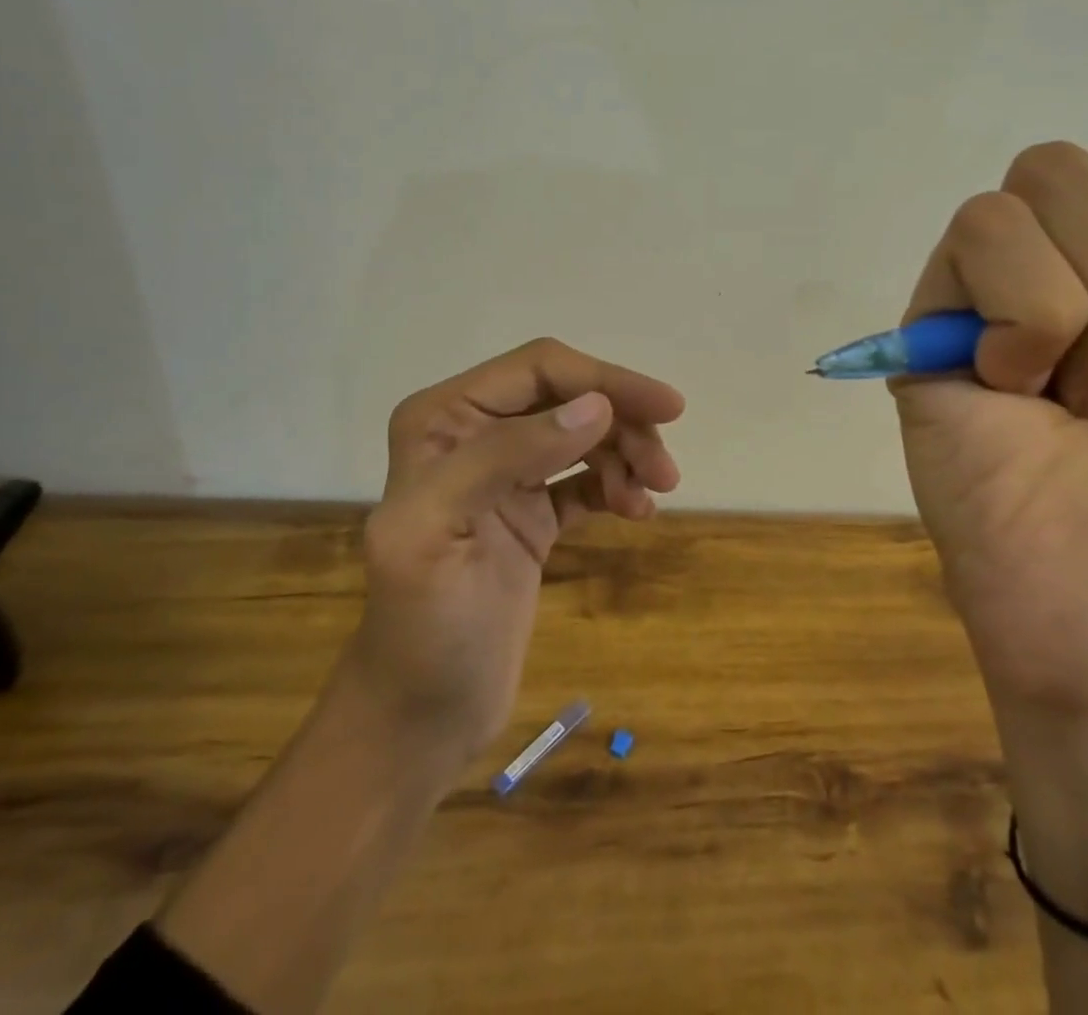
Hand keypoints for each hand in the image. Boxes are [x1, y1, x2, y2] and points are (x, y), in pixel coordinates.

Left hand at [351, 338, 683, 770]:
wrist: (420, 719)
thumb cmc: (423, 629)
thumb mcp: (442, 532)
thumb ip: (510, 456)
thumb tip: (597, 407)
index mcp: (441, 420)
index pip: (538, 369)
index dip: (605, 380)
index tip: (667, 409)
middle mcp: (471, 433)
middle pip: (568, 397)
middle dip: (623, 421)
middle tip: (666, 471)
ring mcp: (504, 474)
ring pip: (583, 434)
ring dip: (626, 454)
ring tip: (654, 493)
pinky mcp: (530, 511)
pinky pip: (585, 478)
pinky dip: (616, 485)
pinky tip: (637, 511)